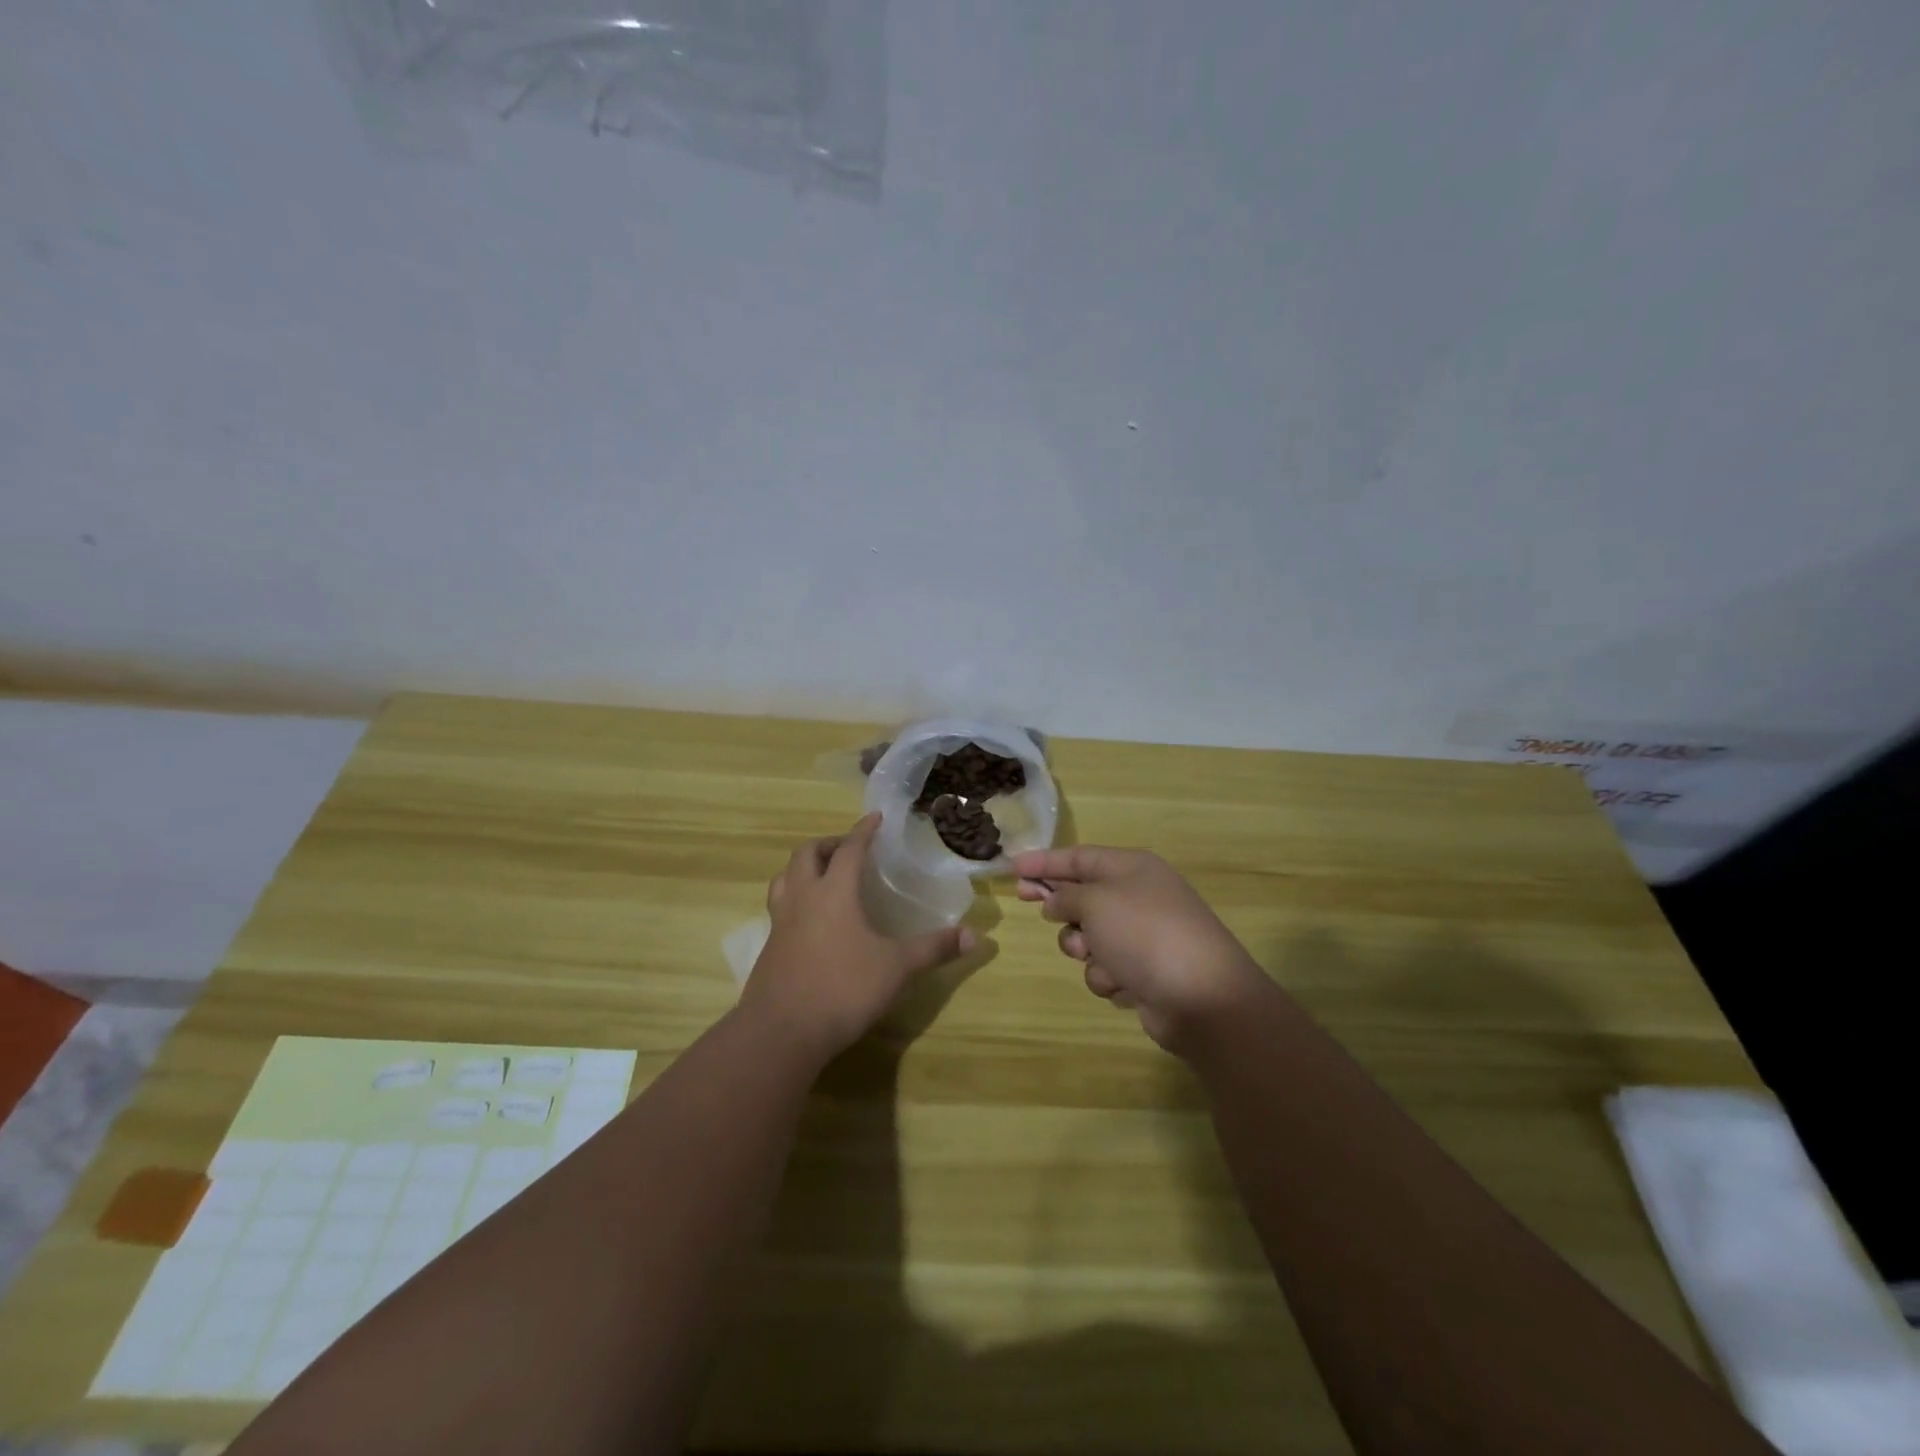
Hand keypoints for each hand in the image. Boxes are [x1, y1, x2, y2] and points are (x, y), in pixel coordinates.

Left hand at [743, 813, 974, 1061]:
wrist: (781, 1032)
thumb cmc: (843, 988)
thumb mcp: (897, 968)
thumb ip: (933, 949)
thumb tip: (974, 936)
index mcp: (834, 892)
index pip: (849, 849)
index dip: (863, 830)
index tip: (874, 818)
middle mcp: (803, 898)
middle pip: (806, 854)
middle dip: (827, 844)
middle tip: (847, 848)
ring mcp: (780, 923)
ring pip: (784, 879)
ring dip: (802, 868)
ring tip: (821, 876)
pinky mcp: (769, 948)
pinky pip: (779, 908)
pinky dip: (794, 899)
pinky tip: (810, 921)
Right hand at [1013, 845, 1266, 1054]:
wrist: (1201, 997)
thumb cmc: (1144, 934)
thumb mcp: (1096, 901)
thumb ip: (1066, 895)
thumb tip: (1056, 901)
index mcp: (1132, 868)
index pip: (1079, 856)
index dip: (1044, 861)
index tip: (1012, 867)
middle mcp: (1138, 897)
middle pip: (1083, 895)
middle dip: (1061, 907)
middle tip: (1028, 903)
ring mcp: (1143, 937)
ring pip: (1089, 938)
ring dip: (1086, 951)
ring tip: (1099, 958)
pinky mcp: (1145, 973)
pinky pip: (1107, 968)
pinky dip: (1110, 977)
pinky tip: (1125, 984)